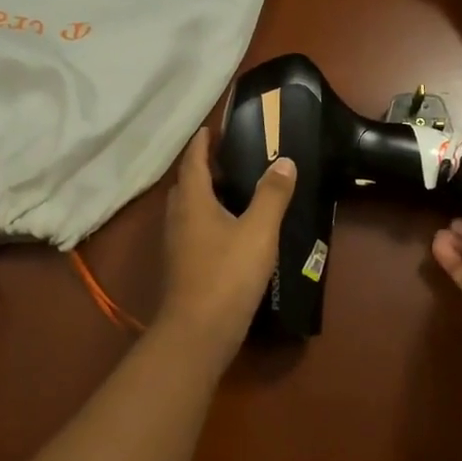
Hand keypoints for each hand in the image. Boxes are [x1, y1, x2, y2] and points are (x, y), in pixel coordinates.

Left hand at [158, 129, 295, 351]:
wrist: (198, 332)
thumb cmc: (228, 275)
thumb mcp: (258, 231)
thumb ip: (272, 195)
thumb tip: (285, 162)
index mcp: (193, 202)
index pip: (193, 161)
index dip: (202, 143)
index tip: (211, 128)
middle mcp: (178, 218)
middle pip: (187, 185)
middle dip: (203, 168)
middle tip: (229, 158)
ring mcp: (176, 245)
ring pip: (188, 210)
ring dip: (206, 196)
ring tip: (234, 190)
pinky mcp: (182, 267)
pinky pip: (193, 231)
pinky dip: (208, 220)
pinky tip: (230, 231)